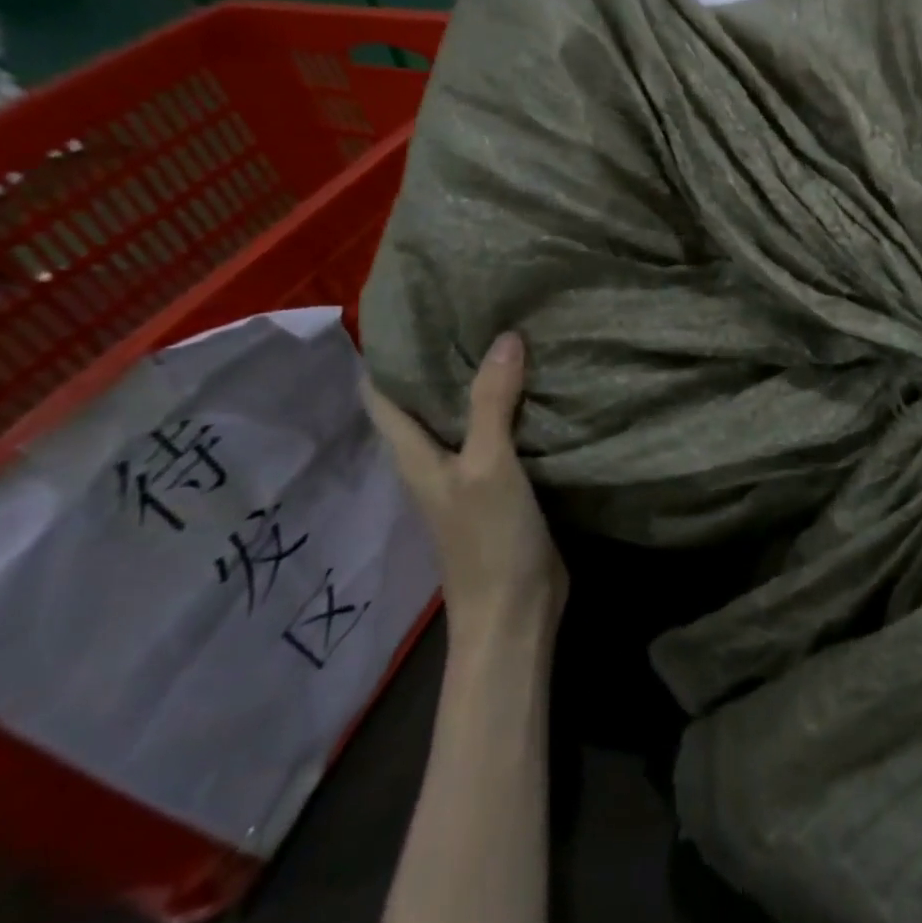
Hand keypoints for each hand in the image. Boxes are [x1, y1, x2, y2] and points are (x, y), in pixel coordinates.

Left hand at [363, 333, 566, 636]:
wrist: (516, 611)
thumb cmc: (488, 539)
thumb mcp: (488, 465)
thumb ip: (492, 403)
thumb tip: (506, 337)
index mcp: (414, 455)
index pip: (382, 396)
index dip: (386, 356)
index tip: (411, 312)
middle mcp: (435, 459)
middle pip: (427, 401)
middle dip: (443, 359)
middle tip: (472, 311)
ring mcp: (469, 474)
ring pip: (468, 416)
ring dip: (482, 382)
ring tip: (508, 335)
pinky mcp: (503, 486)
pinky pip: (502, 435)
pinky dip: (513, 408)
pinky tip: (539, 387)